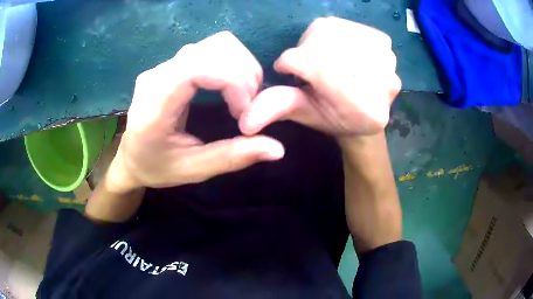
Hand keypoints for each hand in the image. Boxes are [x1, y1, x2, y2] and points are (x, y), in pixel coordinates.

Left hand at [108, 32, 284, 192]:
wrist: (131, 157)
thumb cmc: (156, 167)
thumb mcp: (193, 170)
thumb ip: (232, 157)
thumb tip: (278, 149)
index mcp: (154, 104)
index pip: (198, 67)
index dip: (233, 81)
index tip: (244, 112)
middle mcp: (158, 74)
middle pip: (215, 47)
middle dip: (245, 73)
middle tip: (247, 106)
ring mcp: (165, 65)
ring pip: (217, 43)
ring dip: (242, 66)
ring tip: (242, 97)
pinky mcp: (174, 63)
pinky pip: (212, 48)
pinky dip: (233, 63)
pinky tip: (232, 88)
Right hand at [239, 17, 400, 137]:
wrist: (365, 111)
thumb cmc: (332, 116)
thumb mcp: (304, 114)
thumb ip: (279, 108)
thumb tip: (244, 120)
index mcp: (364, 111)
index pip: (321, 70)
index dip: (293, 63)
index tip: (283, 66)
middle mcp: (384, 86)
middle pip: (328, 48)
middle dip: (307, 52)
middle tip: (305, 65)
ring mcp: (389, 63)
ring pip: (336, 33)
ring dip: (319, 42)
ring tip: (321, 58)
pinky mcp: (386, 44)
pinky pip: (347, 26)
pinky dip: (334, 33)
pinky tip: (335, 48)